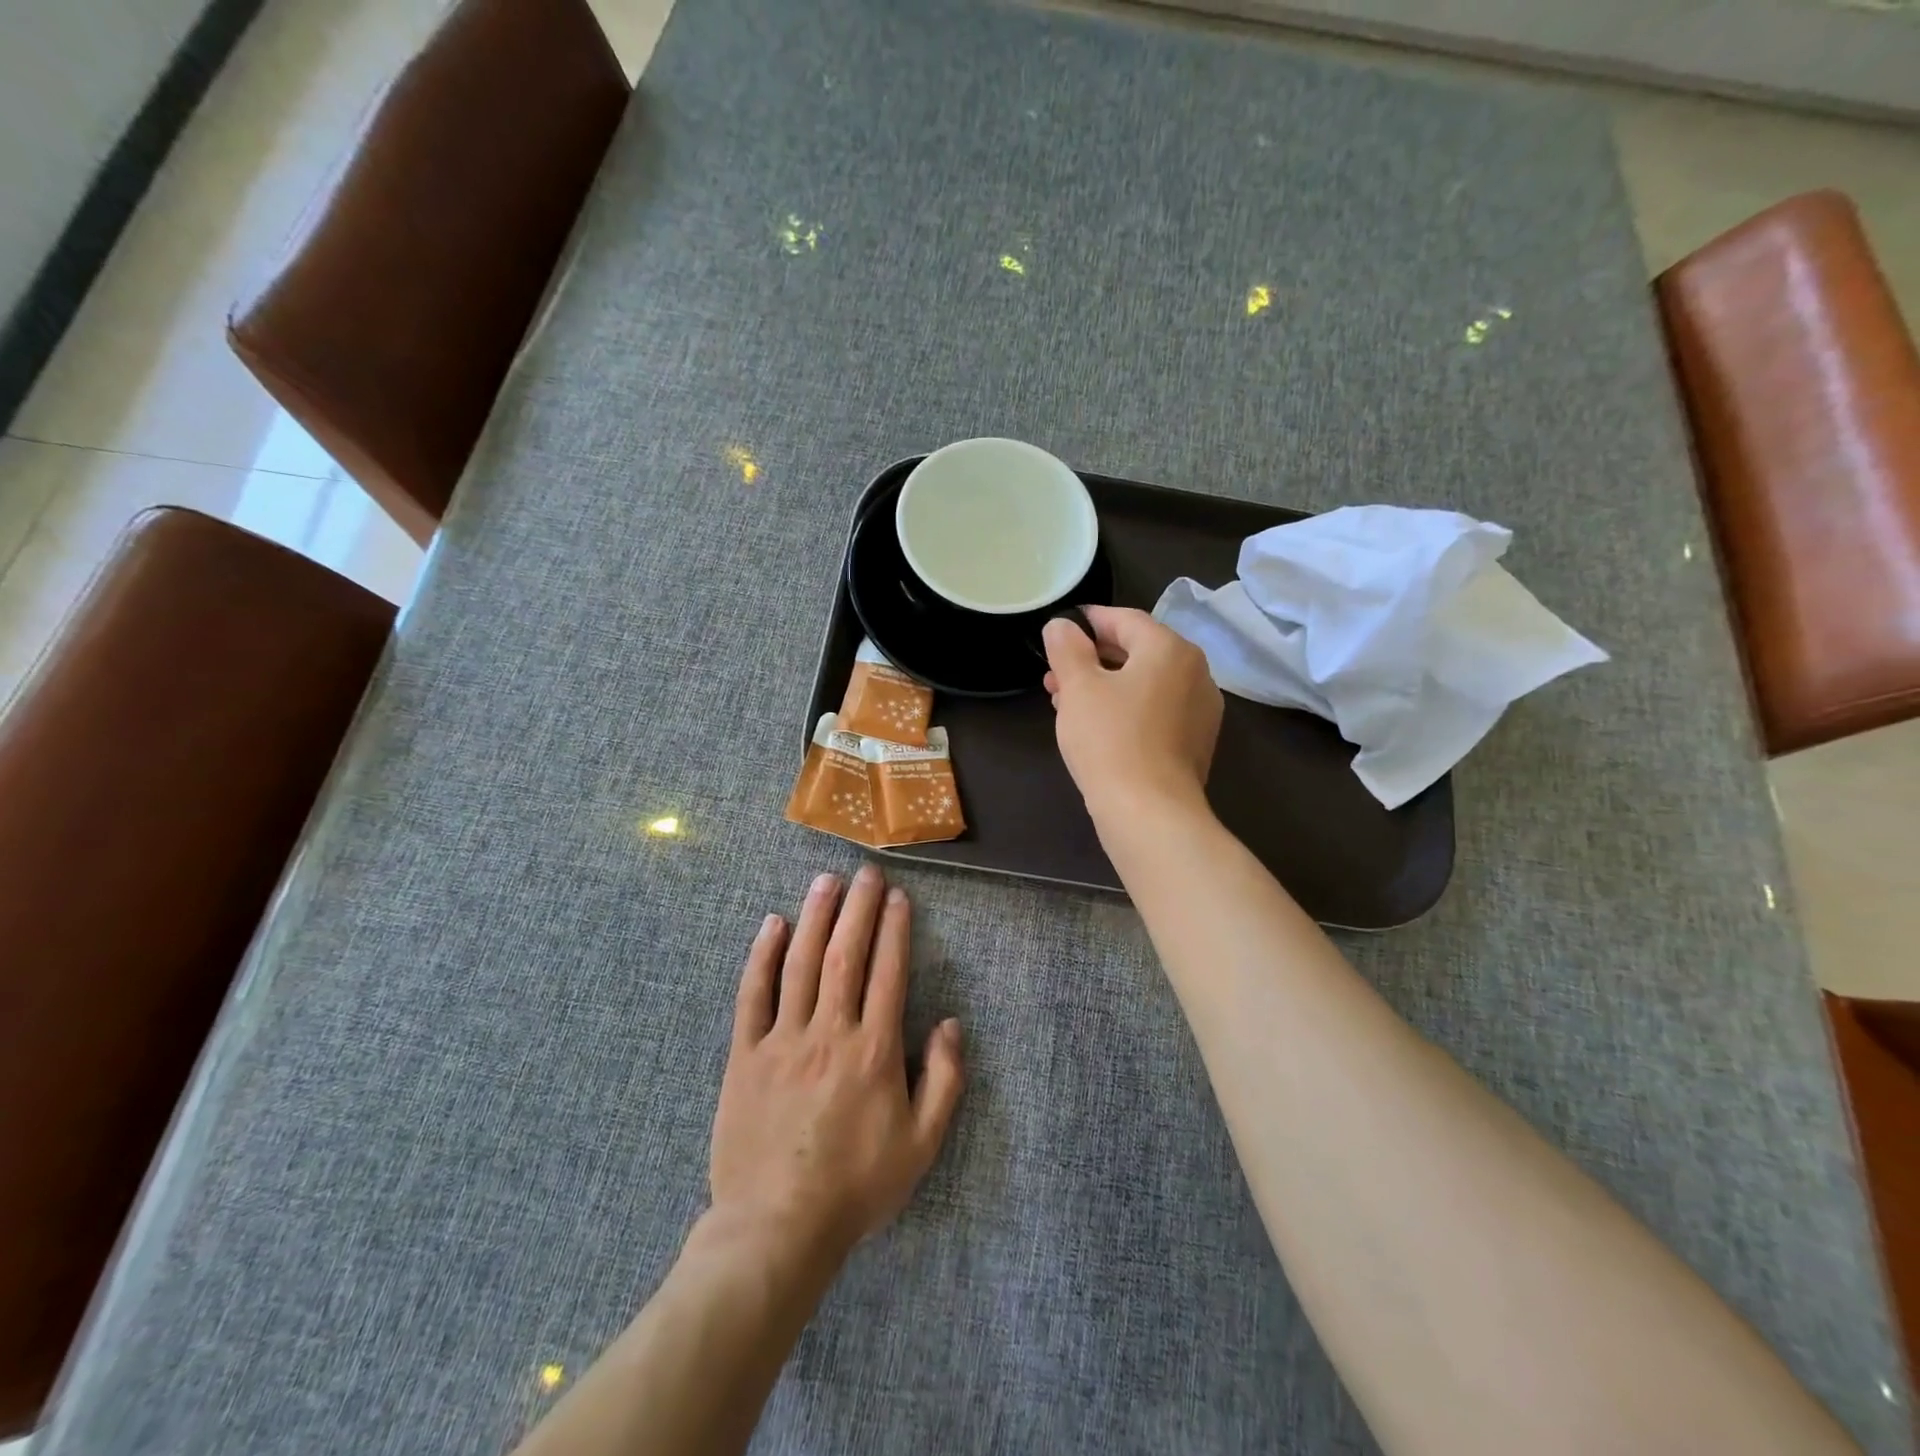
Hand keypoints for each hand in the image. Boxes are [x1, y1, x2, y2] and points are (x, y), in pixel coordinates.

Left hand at [709, 865, 964, 1271]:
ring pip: (801, 964)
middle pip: (846, 955)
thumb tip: (951, 1024)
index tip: (897, 897)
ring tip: (825, 881)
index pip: (887, 972)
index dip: (894, 929)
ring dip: (815, 917)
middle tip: (865, 871)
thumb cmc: (856, 1187)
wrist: (777, 1228)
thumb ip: (944, 1081)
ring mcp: (783, 1040)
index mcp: (874, 1050)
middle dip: (858, 908)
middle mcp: (830, 1032)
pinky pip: (752, 995)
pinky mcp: (745, 1055)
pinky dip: (762, 956)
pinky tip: (772, 925)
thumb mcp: (921, 1145)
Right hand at [1042, 605, 1222, 821]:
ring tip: (1064, 701)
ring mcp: (1200, 710)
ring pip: (1144, 684)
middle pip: (1138, 652)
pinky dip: (1125, 709)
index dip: (1090, 620)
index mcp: (1170, 649)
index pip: (1126, 620)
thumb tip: (1062, 626)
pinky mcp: (1194, 743)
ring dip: (1104, 686)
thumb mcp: (1078, 687)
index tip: (1062, 627)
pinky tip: (1095, 727)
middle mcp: (1195, 673)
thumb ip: (1067, 649)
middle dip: (1092, 659)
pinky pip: (1155, 711)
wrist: (1150, 812)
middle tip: (1055, 672)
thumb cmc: (1110, 740)